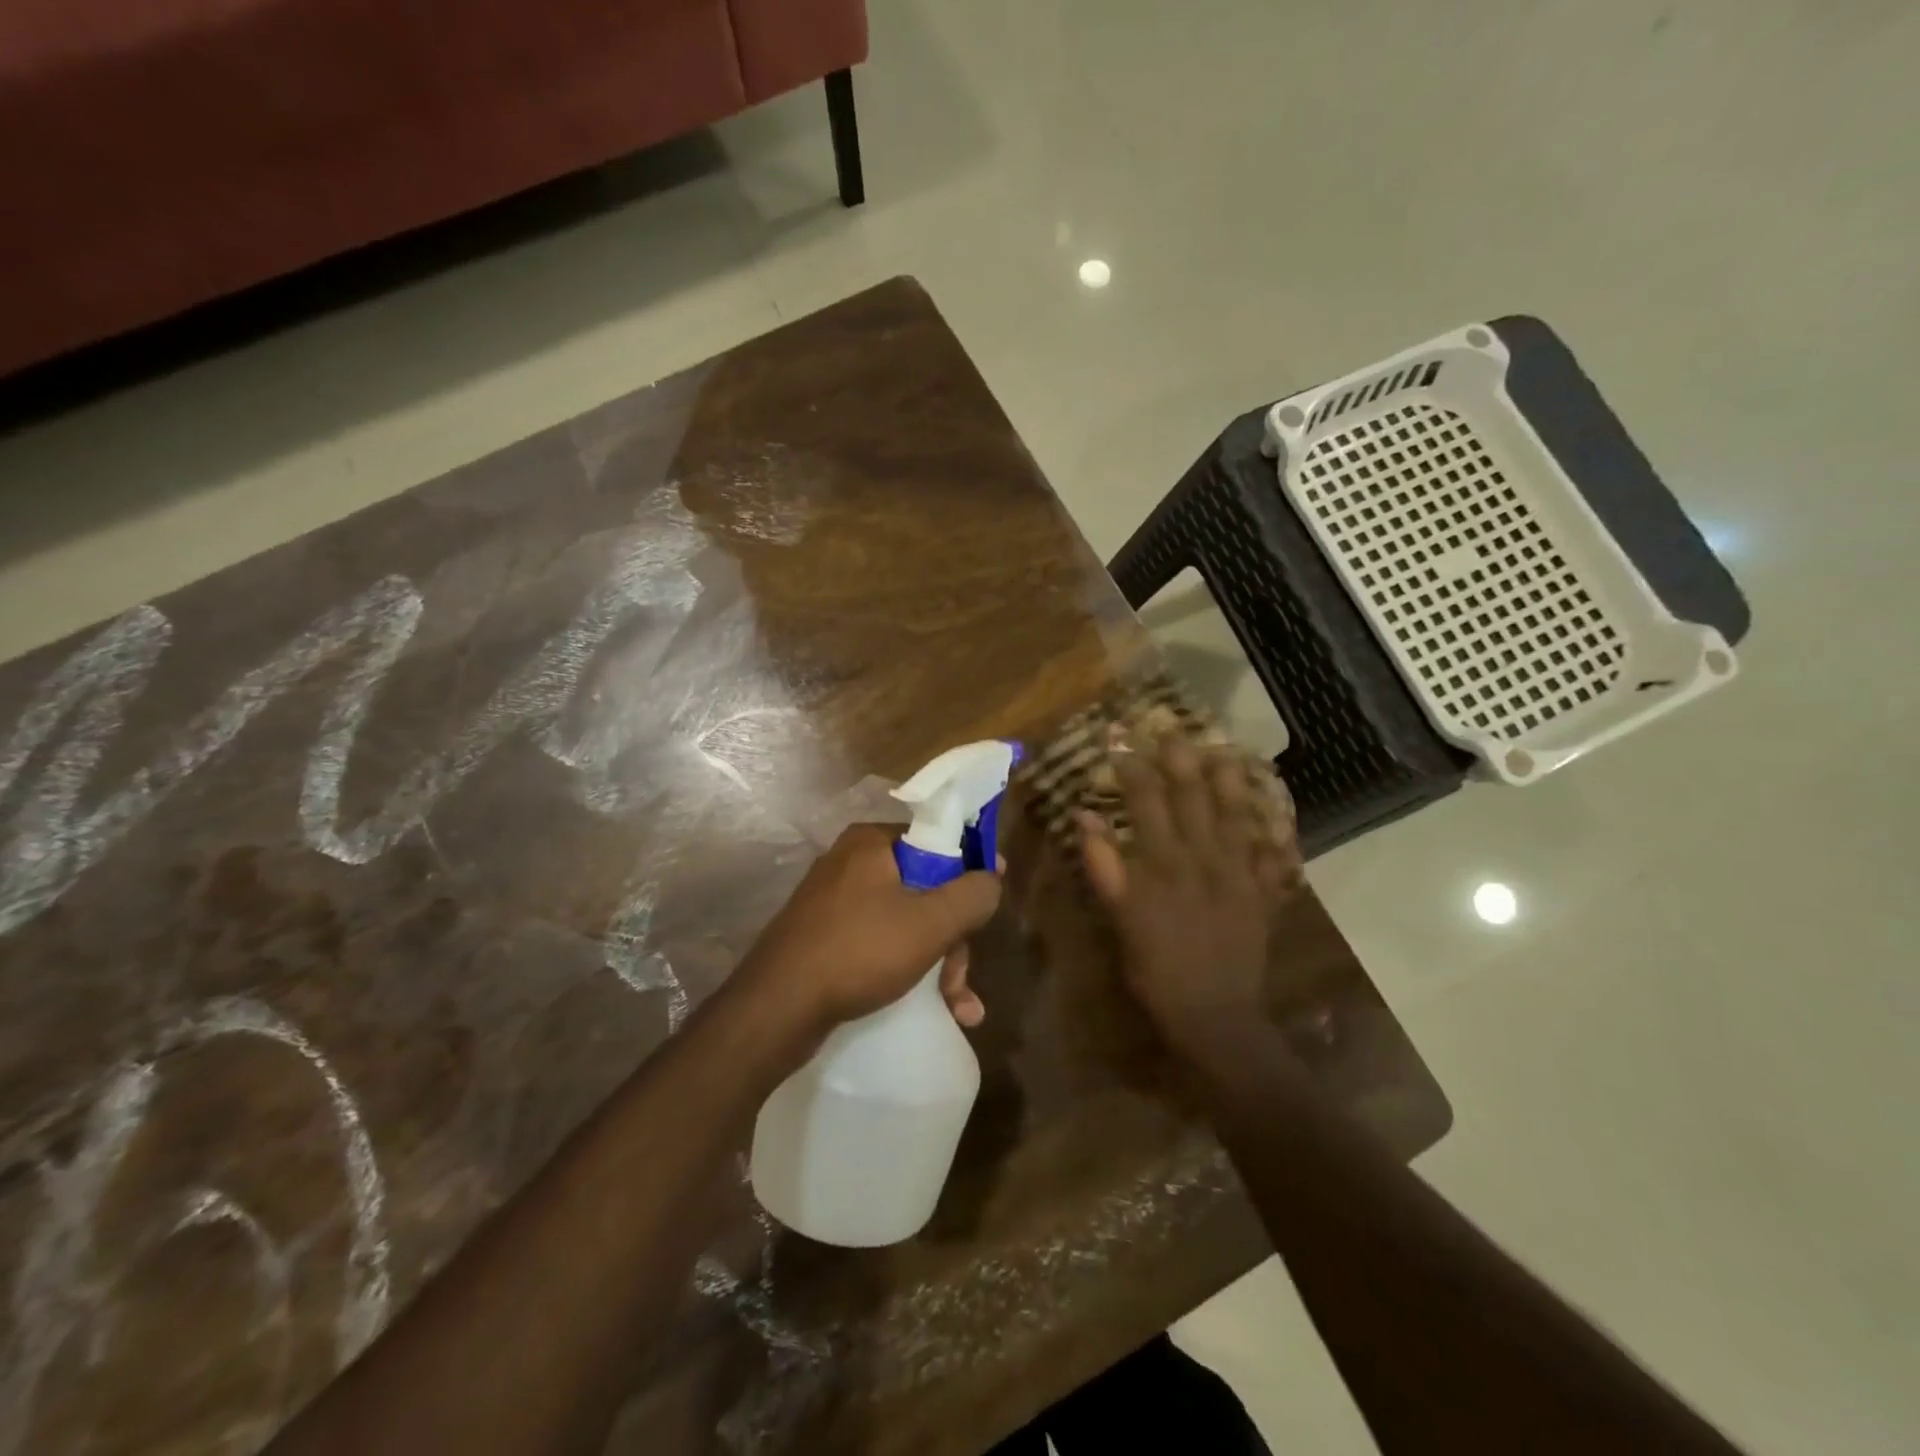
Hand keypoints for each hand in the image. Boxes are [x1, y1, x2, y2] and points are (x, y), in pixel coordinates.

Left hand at [737, 824, 1001, 1034]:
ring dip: (938, 962)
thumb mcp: (930, 922)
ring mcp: (835, 902)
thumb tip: (992, 878)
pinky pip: (881, 943)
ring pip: (906, 921)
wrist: (775, 1010)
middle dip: (952, 936)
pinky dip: (908, 969)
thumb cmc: (859, 951)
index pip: (938, 839)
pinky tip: (936, 1008)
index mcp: (872, 842)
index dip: (971, 868)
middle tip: (961, 977)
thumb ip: (973, 894)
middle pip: (925, 888)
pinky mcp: (826, 938)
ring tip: (958, 1007)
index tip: (991, 900)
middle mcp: (852, 863)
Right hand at [1078, 737, 1290, 1062]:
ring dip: (1229, 784)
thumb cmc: (1156, 969)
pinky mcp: (1260, 895)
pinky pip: (1269, 854)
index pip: (1148, 805)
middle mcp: (1204, 859)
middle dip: (1182, 763)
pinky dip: (1270, 831)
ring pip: (1234, 817)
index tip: (1123, 745)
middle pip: (1193, 801)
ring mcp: (1238, 875)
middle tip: (1175, 732)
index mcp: (1165, 864)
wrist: (1215, 1014)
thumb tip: (1085, 817)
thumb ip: (1104, 866)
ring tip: (1224, 753)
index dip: (1135, 772)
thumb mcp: (1121, 919)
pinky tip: (1270, 813)